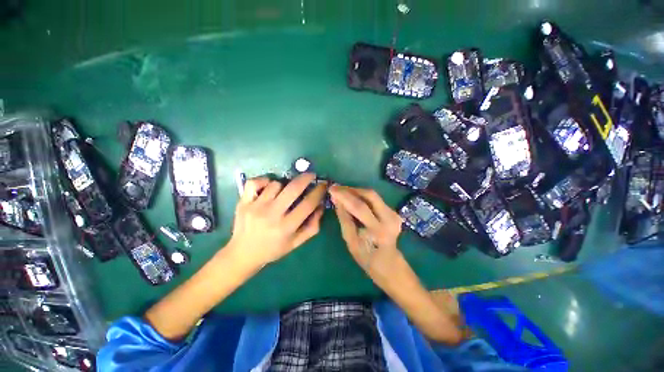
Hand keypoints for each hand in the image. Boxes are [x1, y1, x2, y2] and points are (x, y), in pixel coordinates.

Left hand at [227, 173, 326, 267]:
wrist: (243, 253)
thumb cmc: (273, 249)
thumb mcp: (296, 243)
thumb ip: (312, 226)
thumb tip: (320, 206)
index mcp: (286, 227)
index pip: (308, 204)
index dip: (319, 191)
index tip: (323, 184)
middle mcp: (271, 214)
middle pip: (293, 188)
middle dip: (306, 178)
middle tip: (311, 175)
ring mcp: (256, 206)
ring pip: (276, 184)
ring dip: (284, 185)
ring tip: (284, 192)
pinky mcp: (243, 202)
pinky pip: (255, 182)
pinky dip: (264, 181)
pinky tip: (268, 187)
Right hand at [329, 185, 402, 282]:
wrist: (388, 263)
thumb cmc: (365, 256)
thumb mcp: (350, 240)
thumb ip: (344, 218)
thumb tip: (336, 199)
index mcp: (377, 231)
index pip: (359, 207)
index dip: (344, 196)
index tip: (332, 188)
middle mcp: (389, 219)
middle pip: (370, 195)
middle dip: (351, 190)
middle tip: (337, 188)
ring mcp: (394, 215)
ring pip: (373, 195)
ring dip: (356, 191)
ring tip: (342, 192)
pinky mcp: (394, 212)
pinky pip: (375, 199)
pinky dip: (362, 196)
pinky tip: (353, 197)